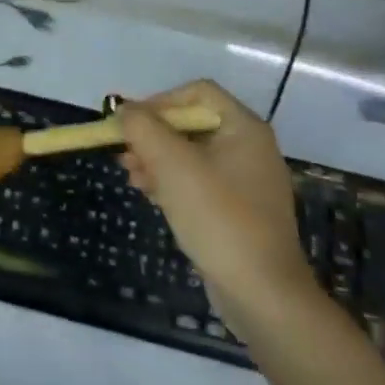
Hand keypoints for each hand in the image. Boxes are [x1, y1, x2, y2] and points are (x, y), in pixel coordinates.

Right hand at [118, 80, 315, 326]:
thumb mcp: (172, 165)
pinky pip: (199, 182)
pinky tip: (149, 195)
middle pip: (191, 124)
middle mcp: (250, 148)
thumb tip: (123, 108)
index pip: (197, 92)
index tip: (130, 125)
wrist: (262, 293)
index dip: (159, 101)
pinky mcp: (238, 211)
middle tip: (124, 155)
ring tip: (131, 177)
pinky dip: (172, 182)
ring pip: (191, 155)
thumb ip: (143, 128)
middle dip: (152, 136)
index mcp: (244, 129)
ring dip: (156, 160)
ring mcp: (246, 182)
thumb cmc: (218, 217)